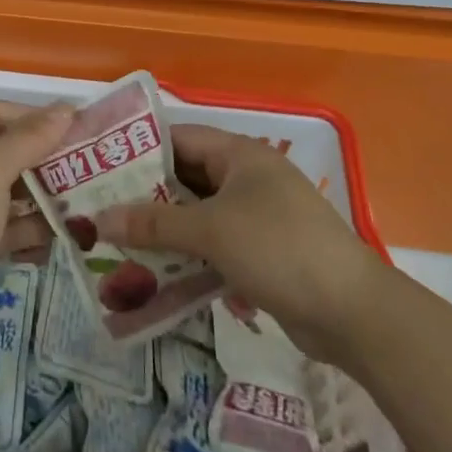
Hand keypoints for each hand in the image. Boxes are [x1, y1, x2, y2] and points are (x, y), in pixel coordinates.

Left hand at [0, 101, 72, 359]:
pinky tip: (60, 234)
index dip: (32, 116)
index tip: (73, 126)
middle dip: (38, 157)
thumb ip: (29, 138)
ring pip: (1, 191)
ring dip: (37, 194)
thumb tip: (65, 109)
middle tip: (81, 163)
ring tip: (79, 199)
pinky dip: (26, 227)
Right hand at [94, 124, 381, 360]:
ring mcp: (256, 217)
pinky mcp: (262, 253)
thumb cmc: (278, 249)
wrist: (353, 313)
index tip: (100, 168)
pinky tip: (156, 278)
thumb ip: (154, 223)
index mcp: (238, 154)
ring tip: (118, 246)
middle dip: (146, 197)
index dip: (139, 150)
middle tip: (100, 211)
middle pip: (185, 179)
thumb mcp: (211, 231)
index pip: (178, 138)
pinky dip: (188, 258)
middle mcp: (246, 178)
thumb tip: (98, 219)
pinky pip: (214, 247)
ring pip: (198, 216)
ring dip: (164, 232)